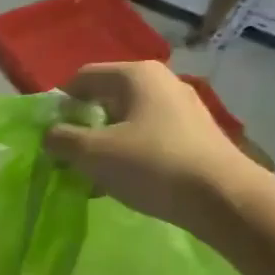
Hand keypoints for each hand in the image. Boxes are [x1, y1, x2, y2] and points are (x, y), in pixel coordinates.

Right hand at [42, 62, 272, 233]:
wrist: (224, 199)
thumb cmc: (151, 165)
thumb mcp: (92, 153)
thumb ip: (62, 139)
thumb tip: (51, 134)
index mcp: (136, 75)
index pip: (83, 78)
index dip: (60, 103)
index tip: (50, 133)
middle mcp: (162, 82)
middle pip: (106, 99)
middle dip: (83, 125)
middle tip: (69, 155)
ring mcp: (183, 109)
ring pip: (128, 121)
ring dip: (105, 143)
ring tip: (94, 174)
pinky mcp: (195, 135)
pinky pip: (149, 137)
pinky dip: (130, 153)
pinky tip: (125, 181)